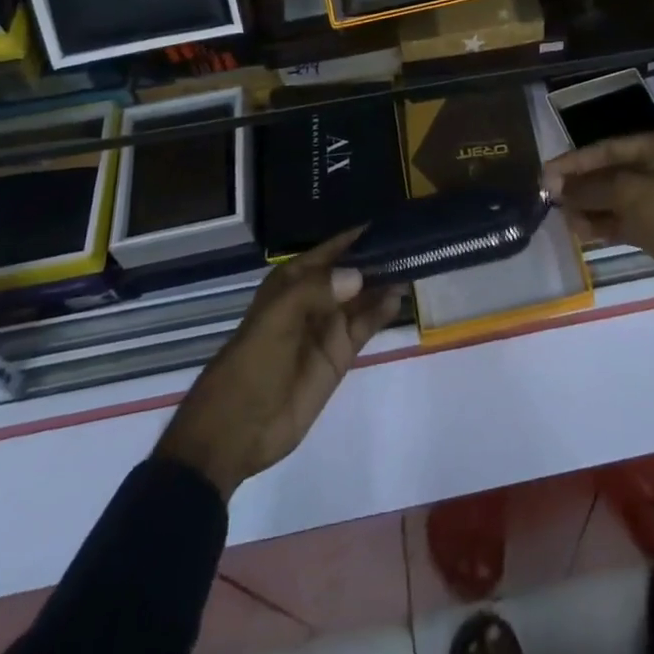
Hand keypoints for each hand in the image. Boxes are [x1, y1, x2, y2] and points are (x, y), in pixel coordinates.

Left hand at [155, 230, 401, 501]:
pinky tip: (399, 297)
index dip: (360, 236)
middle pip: (354, 270)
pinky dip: (383, 310)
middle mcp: (315, 296)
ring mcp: (329, 325)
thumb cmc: (252, 363)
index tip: (393, 223)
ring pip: (364, 295)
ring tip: (416, 266)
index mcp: (294, 279)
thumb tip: (359, 276)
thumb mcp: (277, 318)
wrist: (237, 430)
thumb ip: (317, 290)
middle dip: (380, 257)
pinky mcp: (340, 353)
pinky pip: (366, 324)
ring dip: (386, 282)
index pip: (334, 248)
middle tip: (416, 244)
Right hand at [544, 129, 653, 309]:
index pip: (607, 148)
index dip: (575, 161)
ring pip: (615, 200)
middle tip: (548, 197)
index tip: (545, 173)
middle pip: (610, 173)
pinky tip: (578, 231)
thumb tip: (555, 185)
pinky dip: (602, 226)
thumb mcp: (631, 192)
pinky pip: (624, 224)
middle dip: (580, 184)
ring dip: (588, 207)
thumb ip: (591, 187)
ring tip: (560, 216)